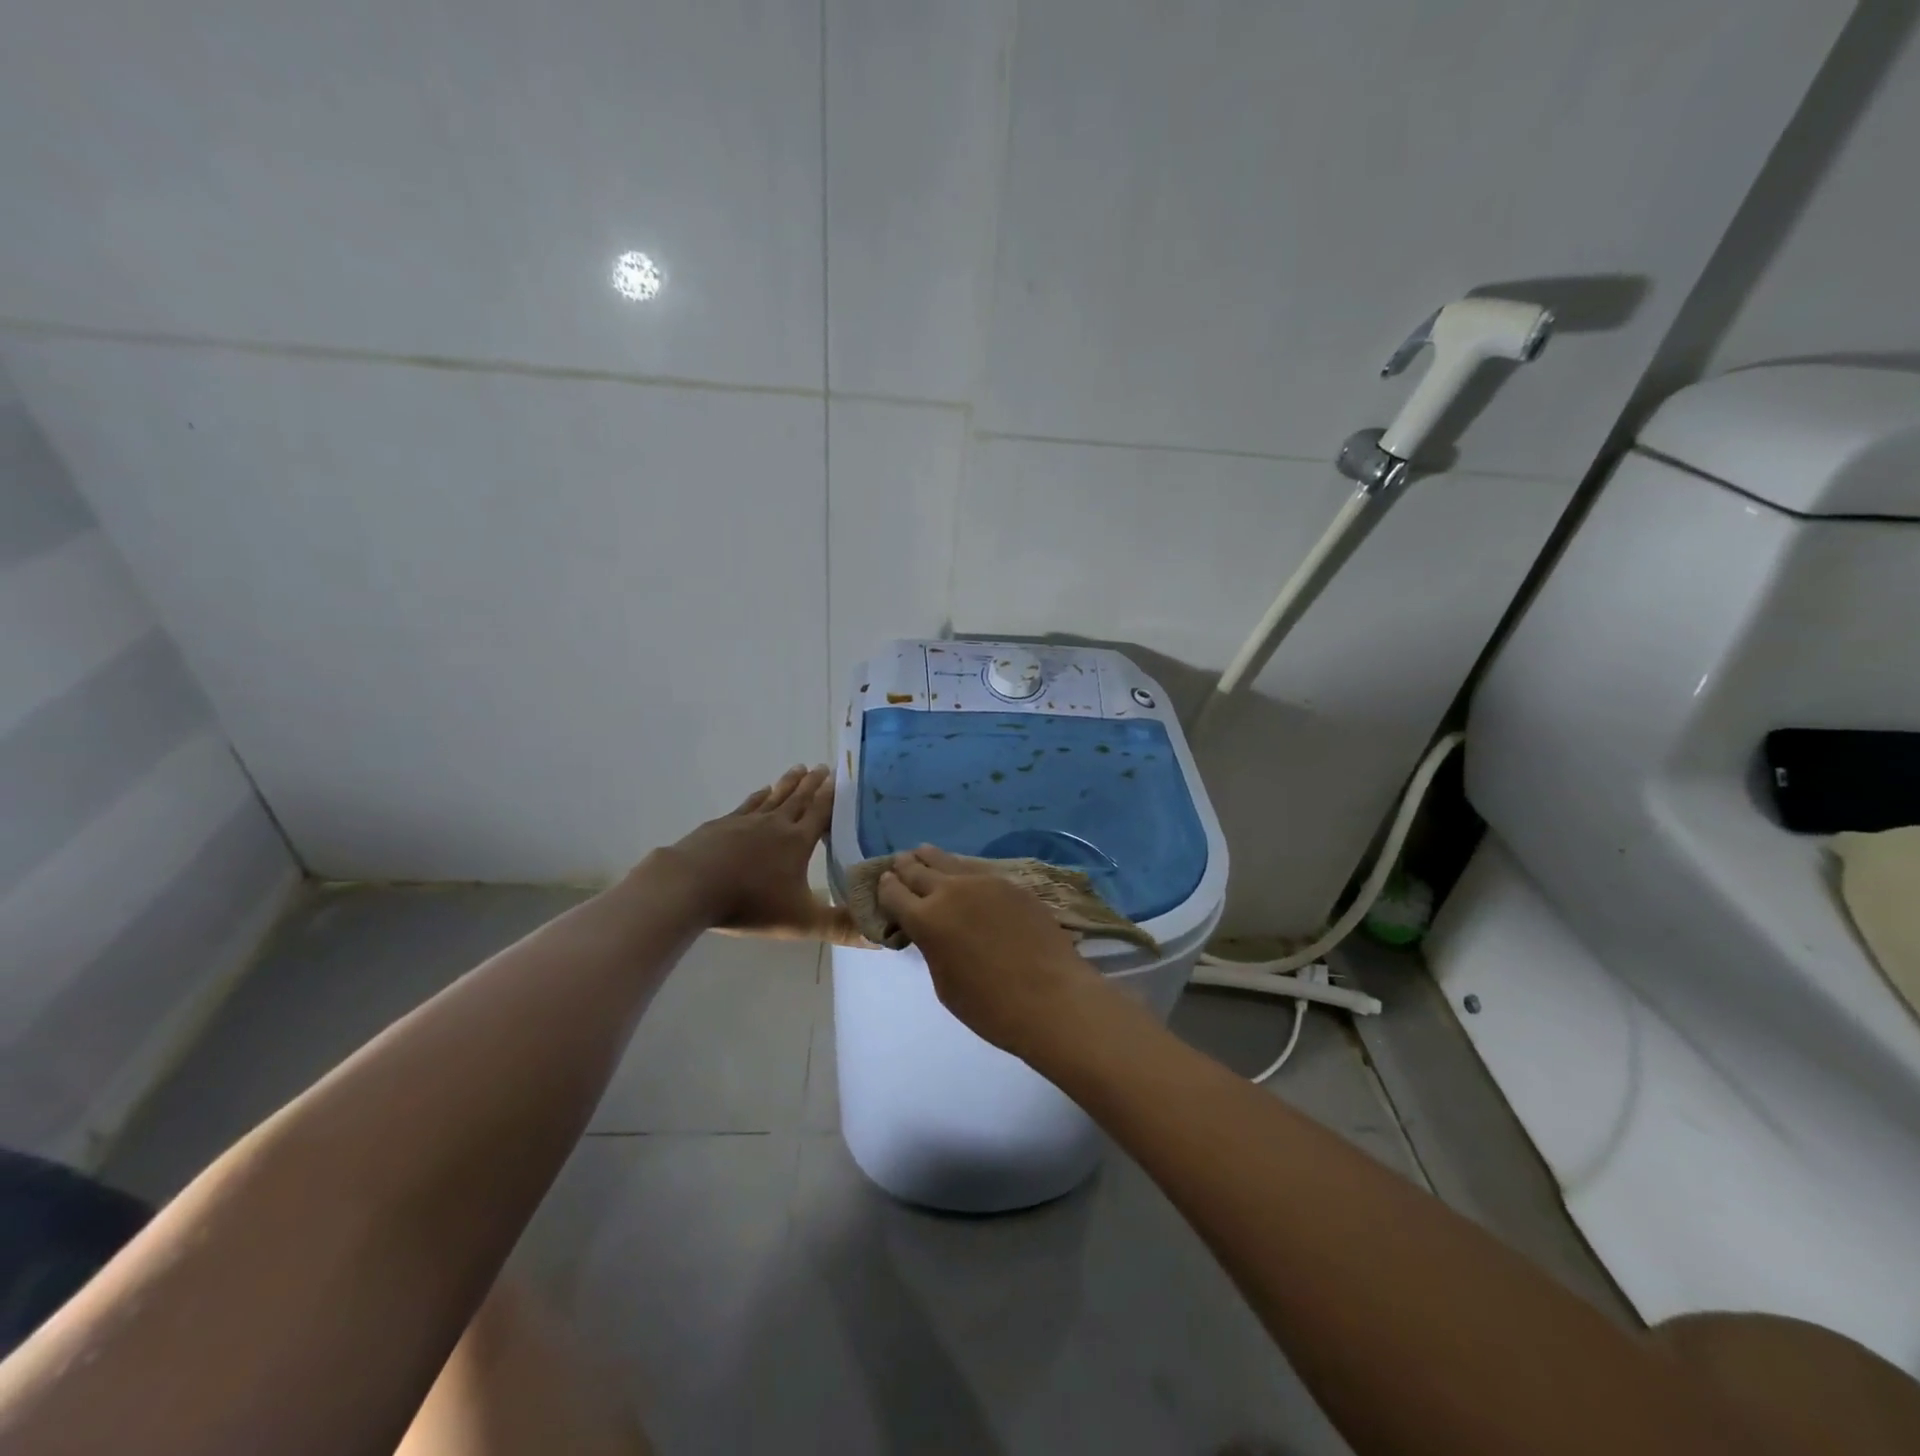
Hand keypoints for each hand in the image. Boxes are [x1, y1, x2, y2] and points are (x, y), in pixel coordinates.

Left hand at [655, 765, 858, 941]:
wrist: (691, 886)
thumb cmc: (750, 903)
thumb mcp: (800, 921)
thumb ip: (838, 927)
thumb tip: (877, 936)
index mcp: (797, 842)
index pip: (820, 813)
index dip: (831, 797)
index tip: (840, 778)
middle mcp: (775, 824)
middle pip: (798, 799)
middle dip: (812, 784)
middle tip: (823, 766)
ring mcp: (745, 821)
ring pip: (773, 796)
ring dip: (788, 783)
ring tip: (798, 768)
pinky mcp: (721, 825)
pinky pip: (747, 805)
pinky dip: (757, 796)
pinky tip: (760, 792)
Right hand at [877, 845, 1106, 1057]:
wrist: (1051, 998)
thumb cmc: (991, 1006)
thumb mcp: (945, 984)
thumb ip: (932, 948)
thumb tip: (933, 932)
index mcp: (926, 920)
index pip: (894, 893)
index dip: (886, 888)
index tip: (883, 884)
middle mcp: (949, 892)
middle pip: (917, 870)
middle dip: (904, 867)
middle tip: (898, 864)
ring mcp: (983, 882)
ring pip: (947, 860)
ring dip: (930, 859)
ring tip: (923, 854)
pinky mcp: (1010, 883)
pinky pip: (976, 869)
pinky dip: (961, 869)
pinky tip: (962, 872)